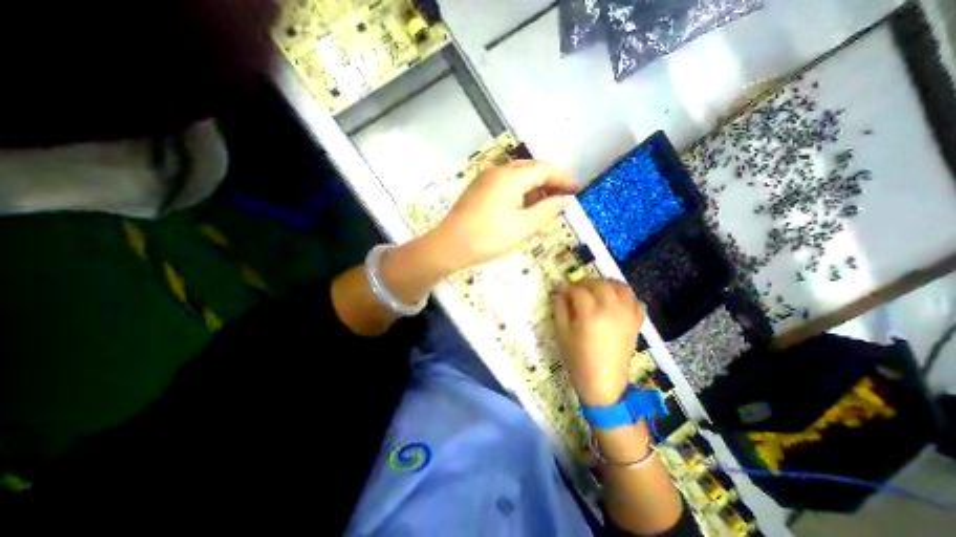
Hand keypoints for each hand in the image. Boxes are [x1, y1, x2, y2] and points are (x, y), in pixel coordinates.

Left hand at [429, 158, 577, 268]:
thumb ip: (547, 210)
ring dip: (535, 187)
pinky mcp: (479, 189)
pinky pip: (506, 184)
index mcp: (511, 176)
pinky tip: (525, 205)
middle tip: (564, 196)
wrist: (449, 245)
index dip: (563, 178)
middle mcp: (498, 171)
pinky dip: (520, 192)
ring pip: (518, 177)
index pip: (544, 170)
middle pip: (531, 169)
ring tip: (547, 203)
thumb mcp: (523, 226)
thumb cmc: (488, 236)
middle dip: (550, 181)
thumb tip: (563, 200)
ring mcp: (486, 179)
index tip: (577, 189)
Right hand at [549, 280, 644, 403]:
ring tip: (596, 290)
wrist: (603, 382)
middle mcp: (611, 309)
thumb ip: (560, 309)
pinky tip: (616, 301)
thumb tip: (559, 293)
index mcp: (590, 314)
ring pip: (620, 288)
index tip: (560, 290)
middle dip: (586, 282)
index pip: (578, 290)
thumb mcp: (562, 333)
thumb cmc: (577, 359)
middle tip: (576, 289)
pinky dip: (626, 296)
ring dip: (607, 284)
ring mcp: (626, 315)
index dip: (567, 287)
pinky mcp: (635, 323)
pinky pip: (635, 301)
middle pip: (600, 284)